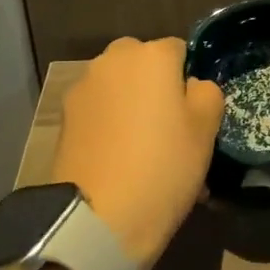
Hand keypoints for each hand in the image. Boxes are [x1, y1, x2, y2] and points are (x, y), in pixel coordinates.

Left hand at [51, 36, 224, 269]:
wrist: (99, 219)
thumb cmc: (164, 166)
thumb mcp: (206, 129)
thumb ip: (206, 93)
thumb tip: (191, 86)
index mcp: (151, 55)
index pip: (180, 50)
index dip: (190, 79)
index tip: (196, 113)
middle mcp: (112, 61)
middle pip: (143, 65)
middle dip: (157, 87)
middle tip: (172, 129)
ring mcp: (83, 89)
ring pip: (120, 89)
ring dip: (133, 107)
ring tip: (146, 151)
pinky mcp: (63, 120)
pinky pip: (100, 113)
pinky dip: (112, 127)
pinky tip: (122, 161)